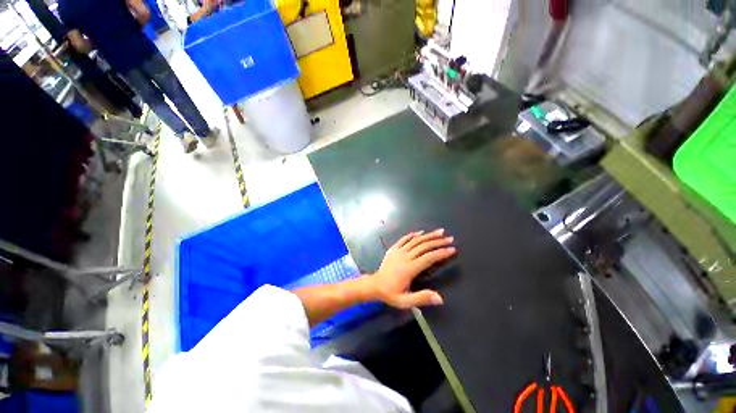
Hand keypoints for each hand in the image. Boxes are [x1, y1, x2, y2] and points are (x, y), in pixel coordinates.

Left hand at [368, 229, 455, 308]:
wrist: (374, 285)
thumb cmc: (391, 293)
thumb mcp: (405, 301)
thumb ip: (422, 298)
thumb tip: (440, 298)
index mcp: (410, 268)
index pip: (429, 257)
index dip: (441, 253)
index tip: (452, 249)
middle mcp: (405, 256)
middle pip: (424, 246)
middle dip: (438, 242)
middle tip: (450, 239)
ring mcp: (398, 251)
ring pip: (415, 240)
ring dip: (429, 235)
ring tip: (440, 232)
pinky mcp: (393, 248)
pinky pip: (404, 239)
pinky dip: (413, 234)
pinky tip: (421, 232)